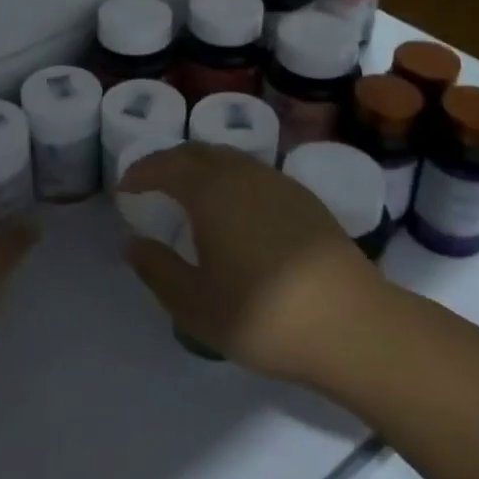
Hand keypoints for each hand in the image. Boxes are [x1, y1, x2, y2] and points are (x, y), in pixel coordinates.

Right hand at [119, 143, 383, 385]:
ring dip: (201, 168)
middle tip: (151, 184)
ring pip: (229, 159)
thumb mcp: (196, 305)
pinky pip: (253, 174)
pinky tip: (234, 210)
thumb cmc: (265, 316)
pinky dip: (230, 179)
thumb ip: (158, 270)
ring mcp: (278, 183)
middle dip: (168, 163)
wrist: (354, 326)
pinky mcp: (305, 199)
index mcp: (211, 191)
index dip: (140, 172)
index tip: (125, 188)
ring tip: (189, 194)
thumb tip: (134, 244)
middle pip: (197, 152)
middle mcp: (243, 174)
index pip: (166, 165)